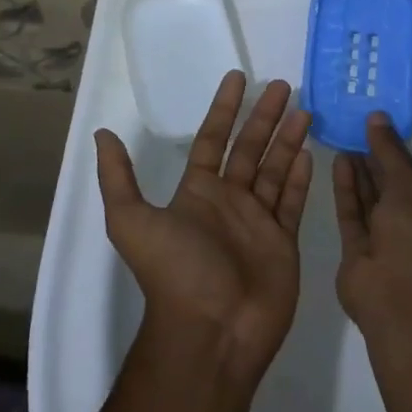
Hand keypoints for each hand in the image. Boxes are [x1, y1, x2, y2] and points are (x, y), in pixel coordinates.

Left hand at [95, 72, 312, 384]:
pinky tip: (309, 152)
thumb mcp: (131, 221)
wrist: (211, 333)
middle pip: (249, 148)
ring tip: (305, 109)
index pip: (212, 138)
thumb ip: (118, 177)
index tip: (239, 78)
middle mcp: (228, 201)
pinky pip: (292, 201)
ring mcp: (257, 222)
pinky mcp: (282, 242)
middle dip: (265, 116)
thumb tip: (102, 134)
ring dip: (287, 139)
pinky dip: (300, 178)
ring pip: (274, 169)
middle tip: (285, 85)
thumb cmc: (175, 272)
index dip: (225, 108)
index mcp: (196, 192)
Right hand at [333, 113, 411, 335]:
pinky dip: (345, 190)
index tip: (374, 125)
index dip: (393, 152)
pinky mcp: (355, 254)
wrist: (401, 301)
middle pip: (388, 188)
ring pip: (368, 202)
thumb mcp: (409, 187)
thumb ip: (390, 152)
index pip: (411, 177)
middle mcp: (409, 228)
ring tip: (343, 140)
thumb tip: (377, 116)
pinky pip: (351, 215)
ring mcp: (382, 243)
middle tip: (353, 128)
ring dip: (358, 173)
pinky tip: (338, 163)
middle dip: (373, 161)